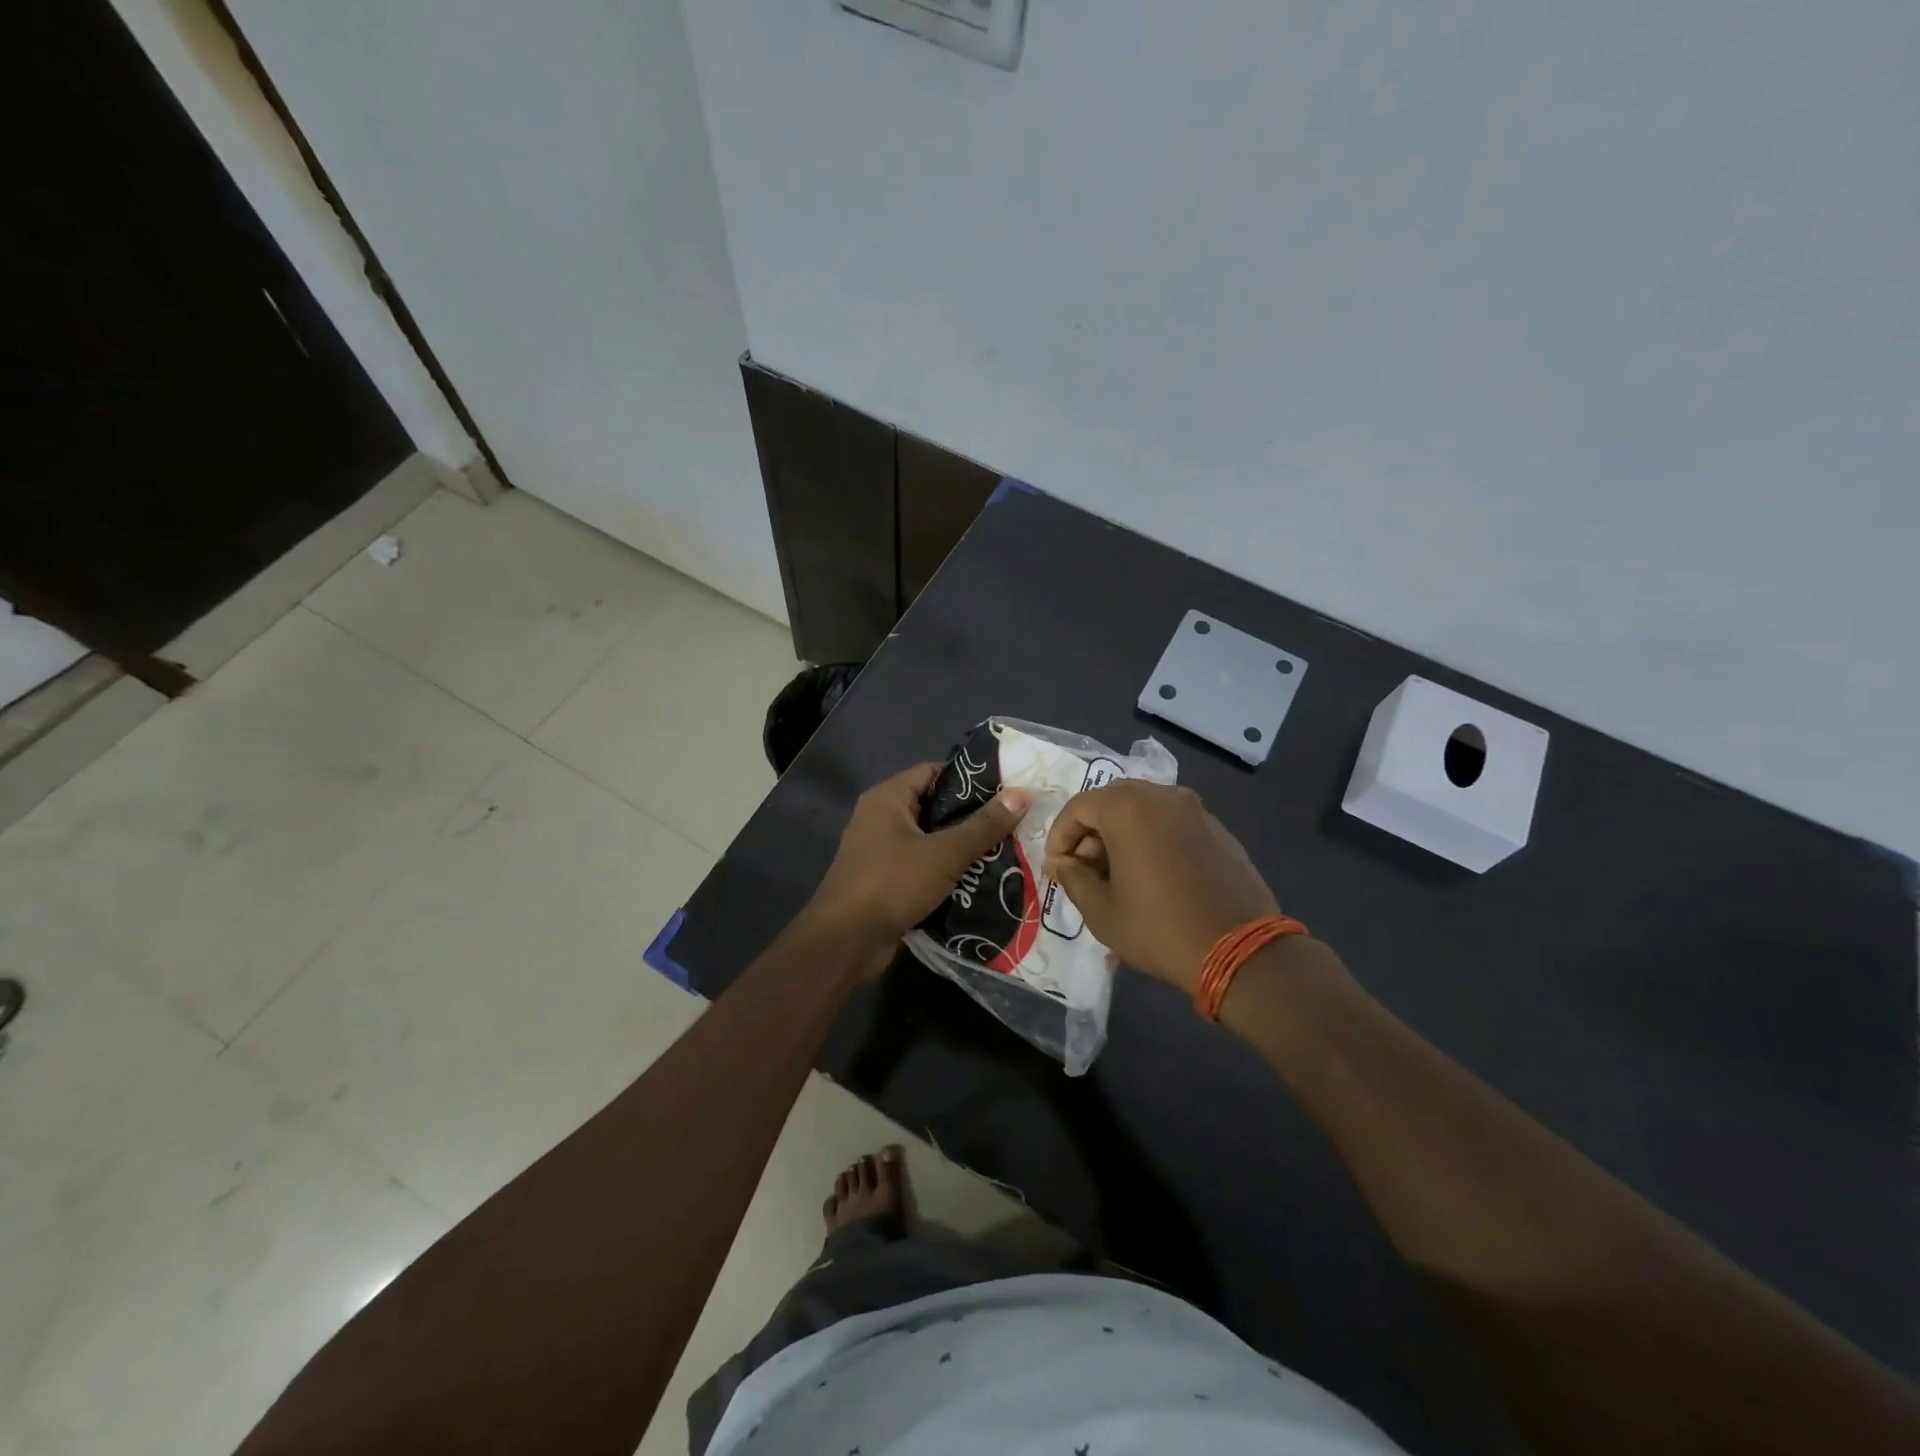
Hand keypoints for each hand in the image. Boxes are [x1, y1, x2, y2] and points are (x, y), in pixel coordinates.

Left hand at [807, 763, 1030, 968]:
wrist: (845, 942)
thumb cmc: (891, 884)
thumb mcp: (944, 853)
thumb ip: (983, 825)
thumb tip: (1023, 793)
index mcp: (888, 798)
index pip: (934, 772)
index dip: (969, 778)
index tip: (1006, 789)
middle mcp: (881, 818)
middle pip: (934, 806)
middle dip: (972, 816)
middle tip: (1012, 822)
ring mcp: (881, 851)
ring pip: (931, 840)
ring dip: (962, 847)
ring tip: (1005, 850)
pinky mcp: (886, 881)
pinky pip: (923, 866)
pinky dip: (947, 871)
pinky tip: (980, 879)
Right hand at [1042, 781, 1278, 992]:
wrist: (1241, 951)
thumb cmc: (1160, 929)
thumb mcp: (1102, 912)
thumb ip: (1073, 879)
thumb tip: (1062, 863)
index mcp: (1129, 808)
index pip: (1079, 807)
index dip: (1060, 836)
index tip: (1057, 868)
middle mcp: (1163, 796)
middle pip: (1111, 799)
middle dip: (1090, 830)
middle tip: (1085, 868)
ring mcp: (1195, 810)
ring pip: (1144, 807)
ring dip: (1121, 832)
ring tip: (1118, 873)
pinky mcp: (1218, 828)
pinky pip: (1172, 821)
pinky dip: (1152, 836)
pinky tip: (1154, 874)